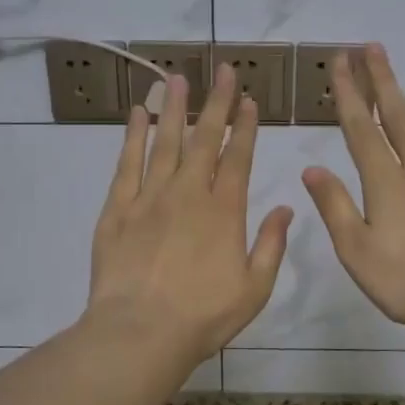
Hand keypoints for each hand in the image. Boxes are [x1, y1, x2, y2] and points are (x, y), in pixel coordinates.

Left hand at [88, 61, 293, 365]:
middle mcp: (188, 193)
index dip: (245, 126)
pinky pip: (127, 164)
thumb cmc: (203, 316)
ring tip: (176, 78)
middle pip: (203, 139)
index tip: (248, 99)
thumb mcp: (255, 288)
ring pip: (164, 142)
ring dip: (173, 108)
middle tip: (222, 71)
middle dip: (216, 103)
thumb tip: (287, 207)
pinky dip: (133, 136)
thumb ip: (272, 244)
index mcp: (224, 210)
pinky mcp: (117, 209)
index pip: (238, 157)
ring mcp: (149, 198)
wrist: (140, 332)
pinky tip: (137, 114)